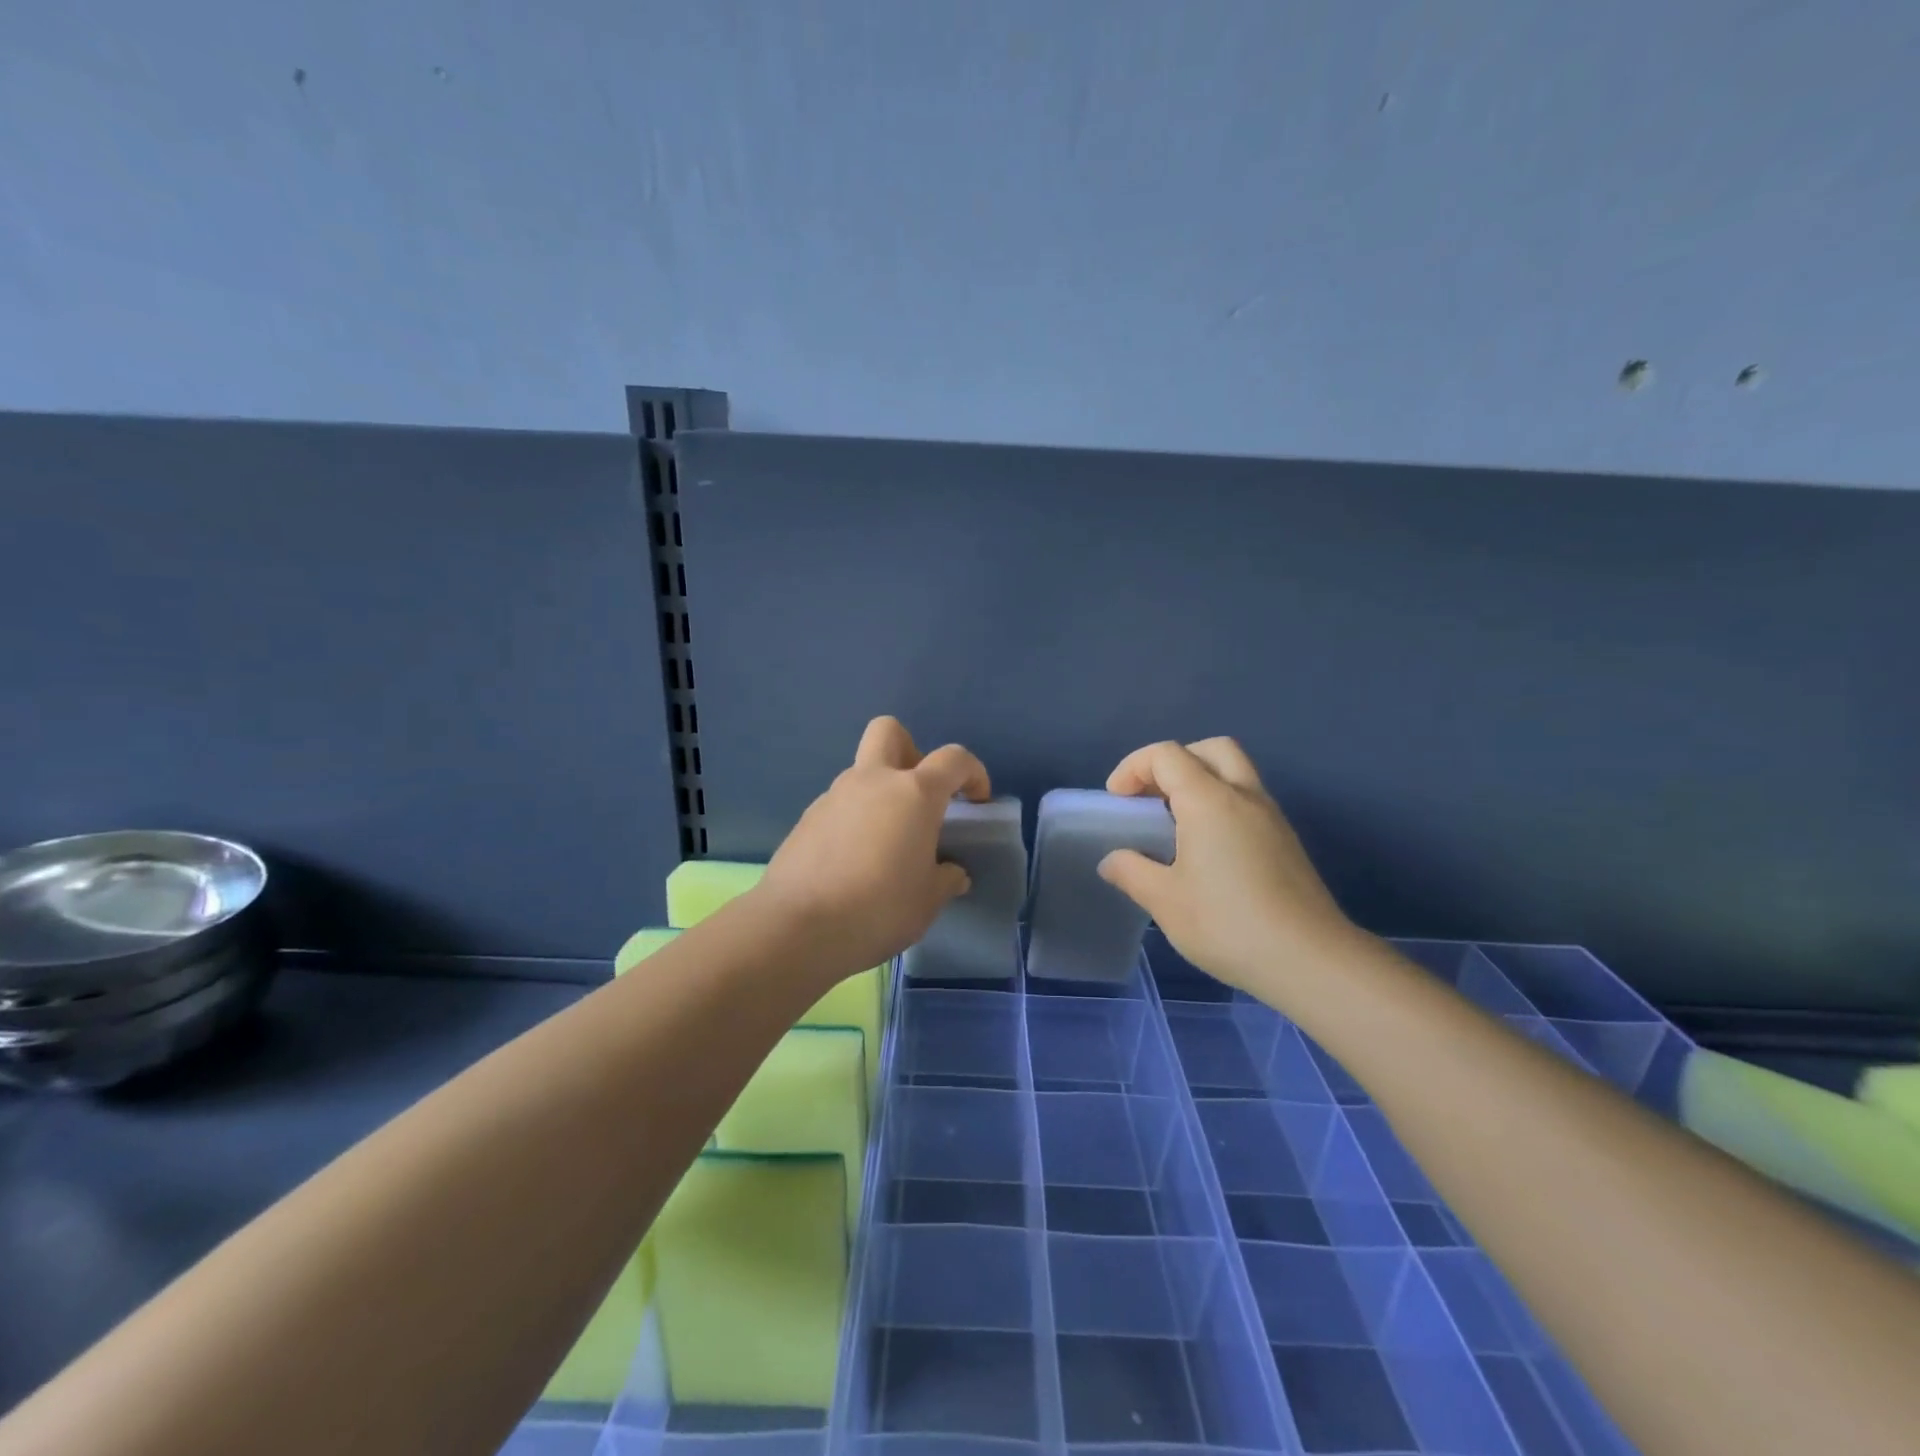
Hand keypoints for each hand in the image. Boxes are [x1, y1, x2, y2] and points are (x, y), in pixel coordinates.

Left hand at [754, 716, 990, 974]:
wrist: (796, 927)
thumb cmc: (878, 908)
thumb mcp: (927, 902)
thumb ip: (945, 879)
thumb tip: (950, 872)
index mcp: (914, 793)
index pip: (954, 759)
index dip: (973, 773)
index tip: (976, 803)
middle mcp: (872, 781)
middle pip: (890, 732)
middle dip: (911, 752)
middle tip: (920, 797)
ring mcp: (833, 796)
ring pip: (862, 773)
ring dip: (880, 795)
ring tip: (887, 846)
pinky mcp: (806, 820)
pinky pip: (840, 806)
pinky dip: (854, 821)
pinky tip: (854, 863)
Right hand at [1096, 738, 1358, 995]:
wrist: (1310, 960)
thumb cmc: (1227, 924)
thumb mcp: (1165, 901)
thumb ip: (1132, 872)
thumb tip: (1113, 860)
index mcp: (1209, 800)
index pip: (1167, 755)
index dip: (1134, 767)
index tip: (1118, 802)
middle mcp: (1244, 796)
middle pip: (1211, 749)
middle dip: (1174, 763)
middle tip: (1152, 798)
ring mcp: (1271, 818)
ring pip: (1236, 773)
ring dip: (1201, 782)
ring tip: (1175, 826)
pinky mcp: (1286, 842)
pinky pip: (1248, 802)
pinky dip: (1221, 806)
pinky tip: (1207, 851)